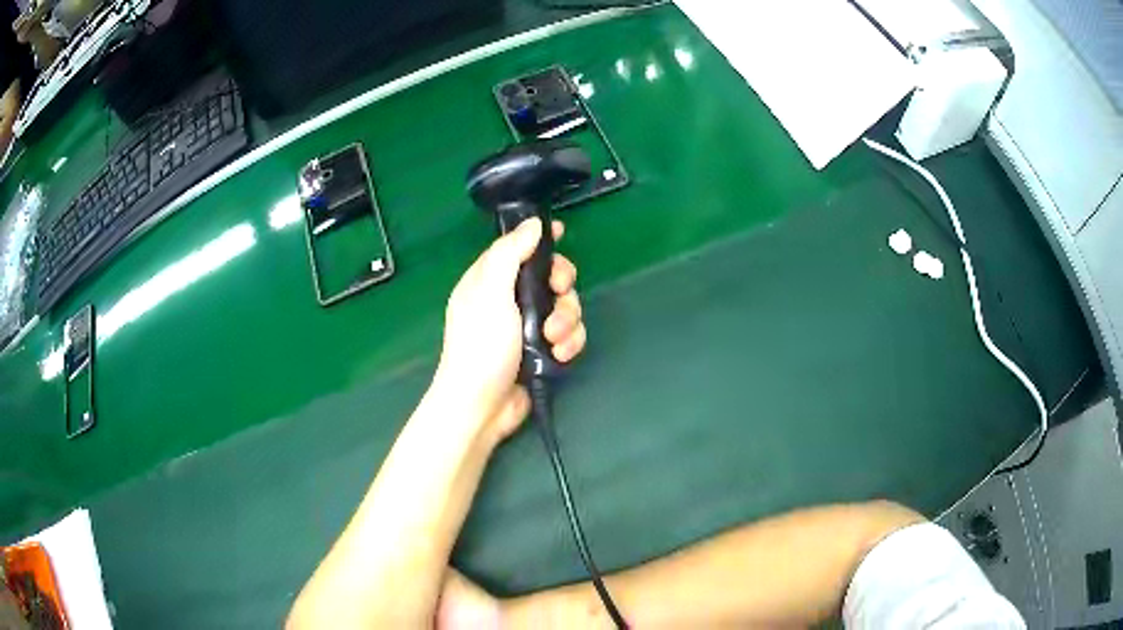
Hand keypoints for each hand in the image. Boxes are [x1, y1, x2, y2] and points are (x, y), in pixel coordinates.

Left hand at [434, 217, 585, 441]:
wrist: (482, 405)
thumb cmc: (481, 345)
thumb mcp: (490, 291)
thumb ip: (511, 253)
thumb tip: (532, 224)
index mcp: (490, 280)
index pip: (518, 248)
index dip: (540, 240)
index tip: (562, 233)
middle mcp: (509, 300)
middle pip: (550, 277)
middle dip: (562, 286)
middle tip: (560, 294)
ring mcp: (527, 327)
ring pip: (565, 307)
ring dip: (567, 321)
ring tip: (554, 339)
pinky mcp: (543, 350)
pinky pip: (568, 335)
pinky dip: (570, 343)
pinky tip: (560, 355)